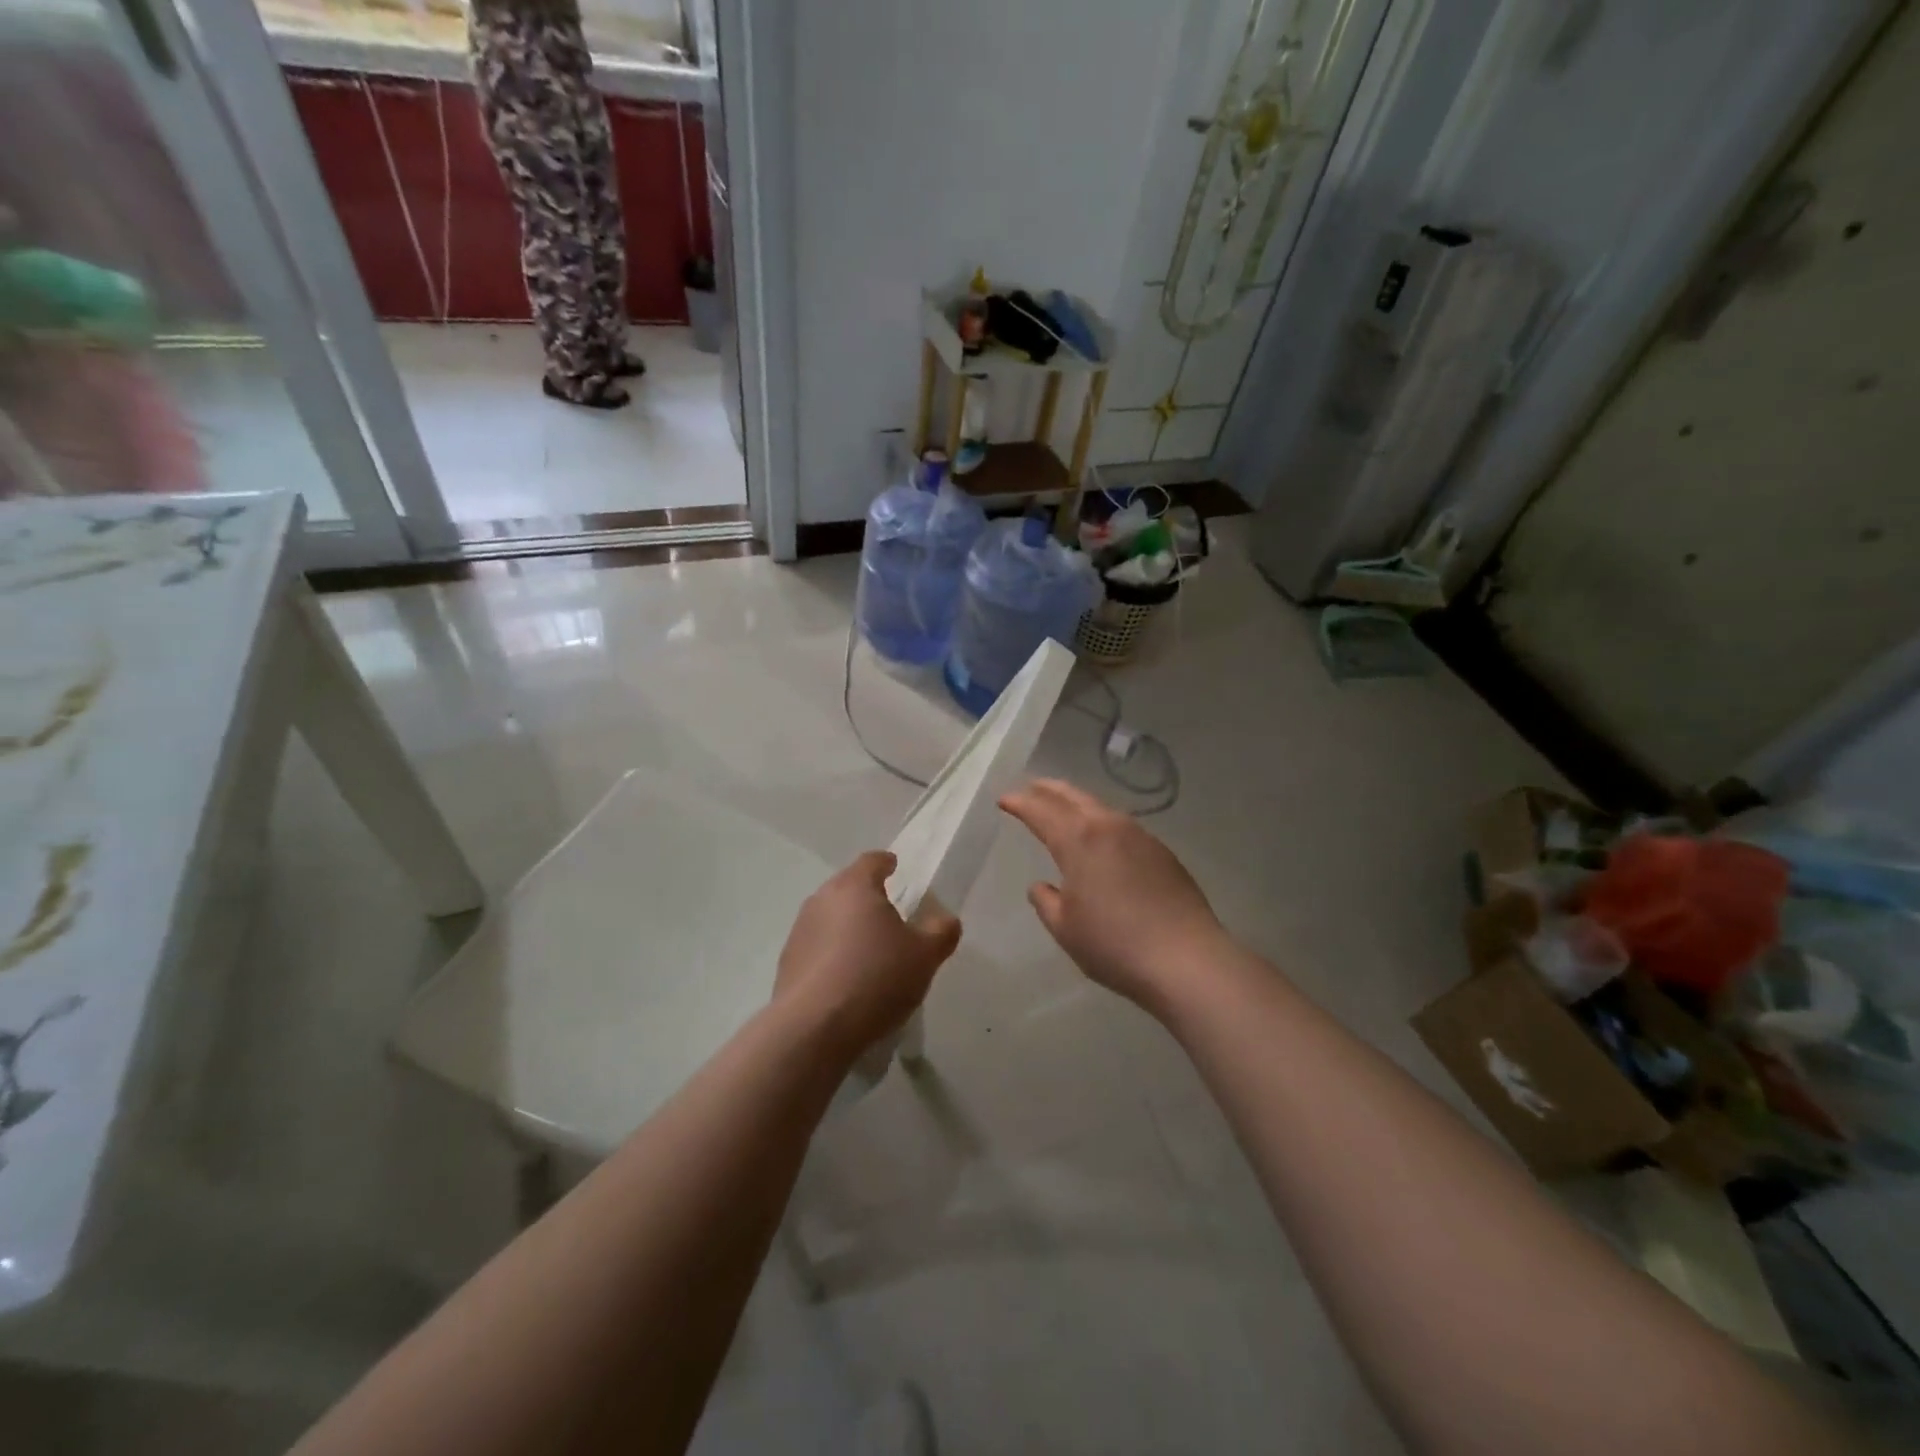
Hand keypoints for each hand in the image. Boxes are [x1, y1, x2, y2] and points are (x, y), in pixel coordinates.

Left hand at [775, 851, 961, 1054]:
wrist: (815, 1027)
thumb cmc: (876, 977)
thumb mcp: (925, 956)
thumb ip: (941, 932)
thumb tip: (946, 920)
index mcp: (855, 887)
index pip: (872, 861)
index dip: (886, 863)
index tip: (895, 868)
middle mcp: (822, 899)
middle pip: (848, 888)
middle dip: (867, 898)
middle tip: (890, 916)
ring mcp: (799, 931)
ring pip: (830, 918)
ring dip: (848, 928)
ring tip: (869, 953)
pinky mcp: (787, 963)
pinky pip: (817, 948)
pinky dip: (832, 955)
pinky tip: (847, 981)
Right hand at [999, 779, 1227, 1013]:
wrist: (1186, 959)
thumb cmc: (1114, 944)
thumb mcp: (1065, 928)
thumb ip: (1047, 902)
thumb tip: (1042, 886)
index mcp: (1078, 840)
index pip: (1041, 811)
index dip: (1020, 803)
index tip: (1004, 800)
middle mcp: (1109, 826)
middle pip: (1073, 796)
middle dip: (1048, 790)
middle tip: (1031, 788)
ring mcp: (1140, 836)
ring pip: (1100, 807)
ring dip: (1077, 803)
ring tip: (1064, 808)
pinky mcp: (1162, 852)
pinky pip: (1122, 826)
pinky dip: (1102, 822)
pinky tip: (1102, 839)